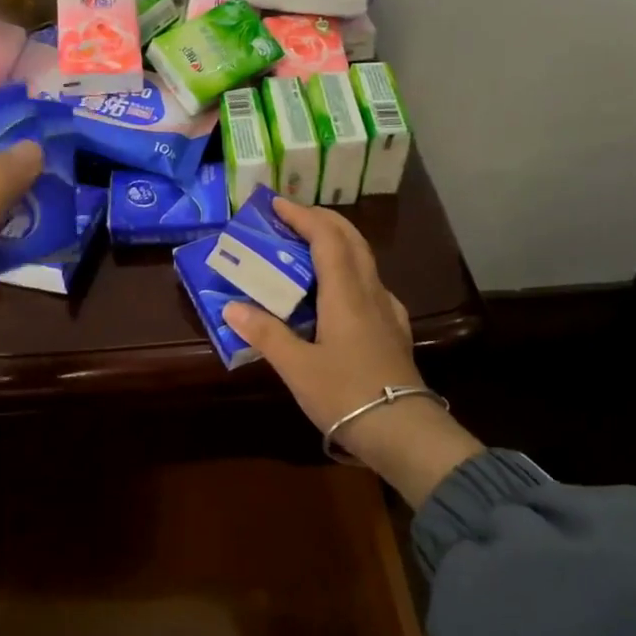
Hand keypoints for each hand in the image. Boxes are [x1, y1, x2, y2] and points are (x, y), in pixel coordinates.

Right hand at [223, 199, 482, 507]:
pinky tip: (341, 292)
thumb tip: (232, 307)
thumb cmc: (346, 395)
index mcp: (346, 294)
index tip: (277, 203)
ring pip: (365, 261)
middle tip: (293, 216)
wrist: (403, 431)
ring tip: (310, 247)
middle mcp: (370, 293)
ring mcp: (387, 311)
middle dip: (323, 220)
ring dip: (338, 242)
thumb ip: (266, 333)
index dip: (303, 216)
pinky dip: (350, 271)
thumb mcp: (297, 367)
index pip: (326, 238)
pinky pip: (371, 285)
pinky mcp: (394, 331)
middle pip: (352, 240)